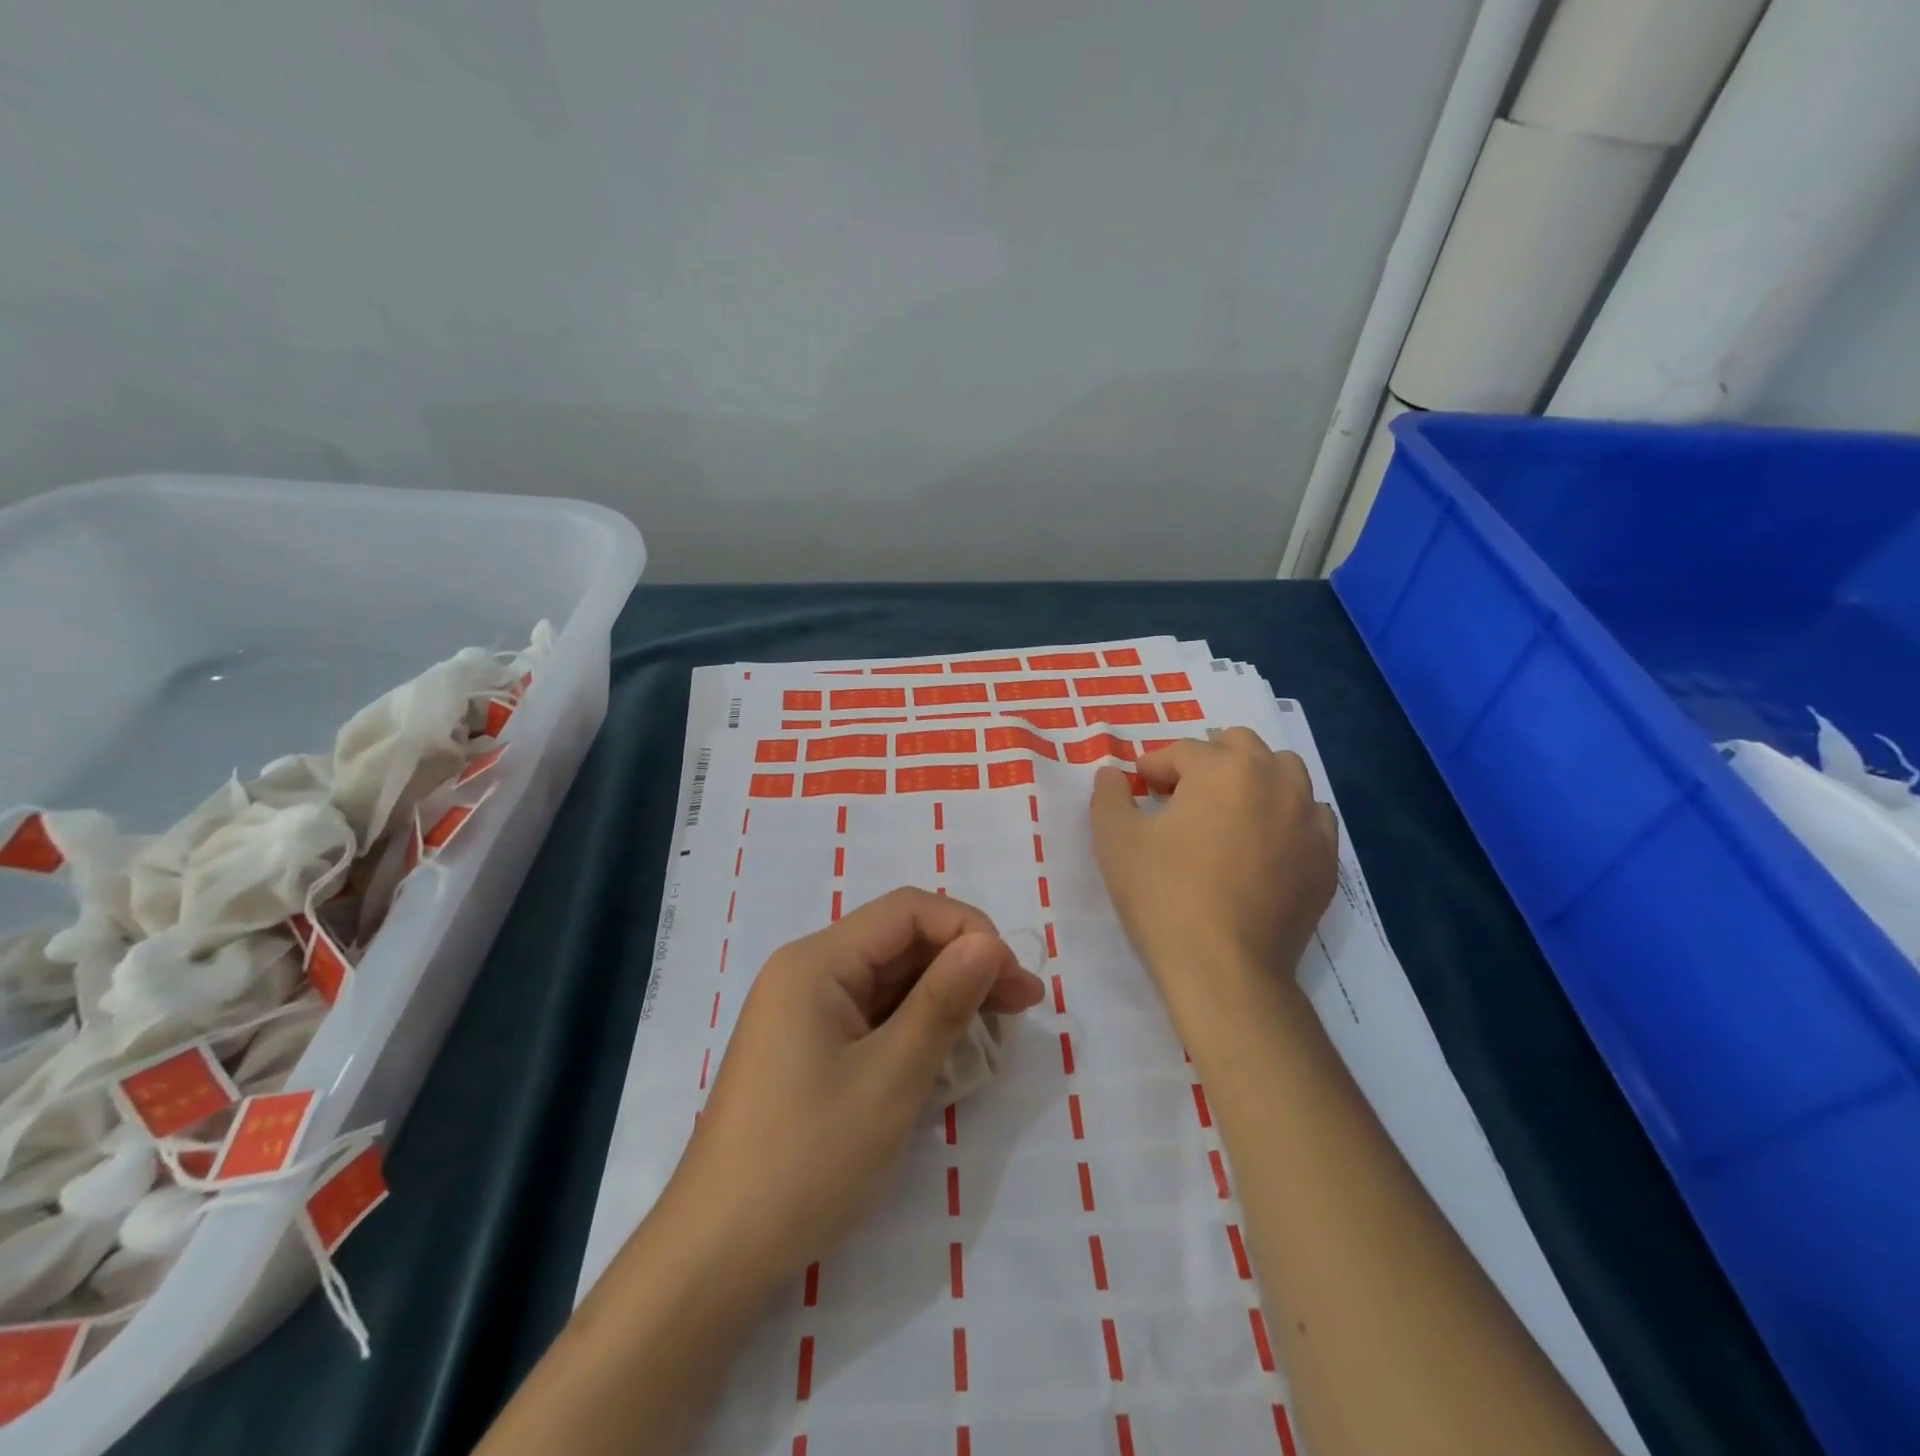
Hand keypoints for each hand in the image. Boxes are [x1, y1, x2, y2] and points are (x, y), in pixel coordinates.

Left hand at [666, 887, 1045, 1287]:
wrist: (716, 1255)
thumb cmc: (806, 1159)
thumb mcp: (890, 1079)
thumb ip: (943, 1003)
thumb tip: (990, 942)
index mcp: (817, 961)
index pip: (907, 911)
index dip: (968, 930)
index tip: (1014, 977)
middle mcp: (808, 972)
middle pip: (900, 942)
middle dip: (964, 964)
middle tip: (1024, 1004)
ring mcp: (806, 1012)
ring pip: (890, 980)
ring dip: (946, 996)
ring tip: (1001, 1025)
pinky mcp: (810, 1048)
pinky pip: (874, 1016)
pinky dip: (917, 1026)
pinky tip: (952, 1049)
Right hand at [1090, 729, 1337, 1010]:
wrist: (1224, 969)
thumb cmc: (1163, 895)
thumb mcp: (1115, 840)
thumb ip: (1108, 795)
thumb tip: (1112, 775)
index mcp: (1224, 768)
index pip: (1182, 751)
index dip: (1152, 767)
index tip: (1138, 790)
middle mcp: (1276, 781)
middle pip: (1240, 746)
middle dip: (1206, 760)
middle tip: (1180, 795)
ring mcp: (1309, 820)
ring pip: (1285, 773)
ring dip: (1252, 779)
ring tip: (1226, 813)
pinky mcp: (1326, 860)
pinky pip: (1311, 817)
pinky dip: (1286, 817)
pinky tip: (1263, 845)